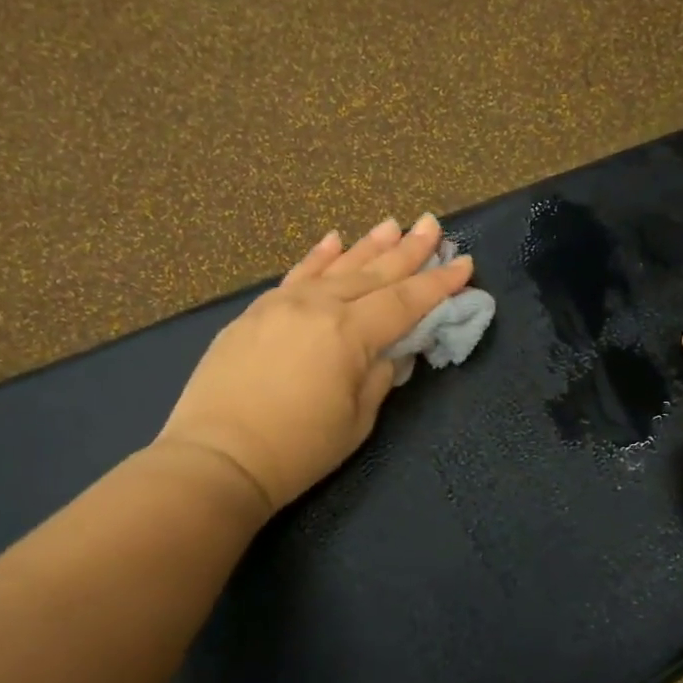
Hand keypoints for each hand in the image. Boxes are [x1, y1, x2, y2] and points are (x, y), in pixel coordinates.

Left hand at [154, 215, 473, 515]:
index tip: (464, 262)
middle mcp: (319, 306)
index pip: (405, 301)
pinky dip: (318, 257)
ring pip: (336, 267)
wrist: (217, 458)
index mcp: (350, 334)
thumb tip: (389, 353)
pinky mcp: (255, 313)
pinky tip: (334, 239)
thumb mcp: (357, 421)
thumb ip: (379, 378)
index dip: (438, 284)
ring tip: (393, 224)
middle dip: (408, 250)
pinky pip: (295, 275)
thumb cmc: (297, 450)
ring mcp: (282, 304)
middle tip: (431, 224)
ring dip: (368, 245)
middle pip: (374, 273)